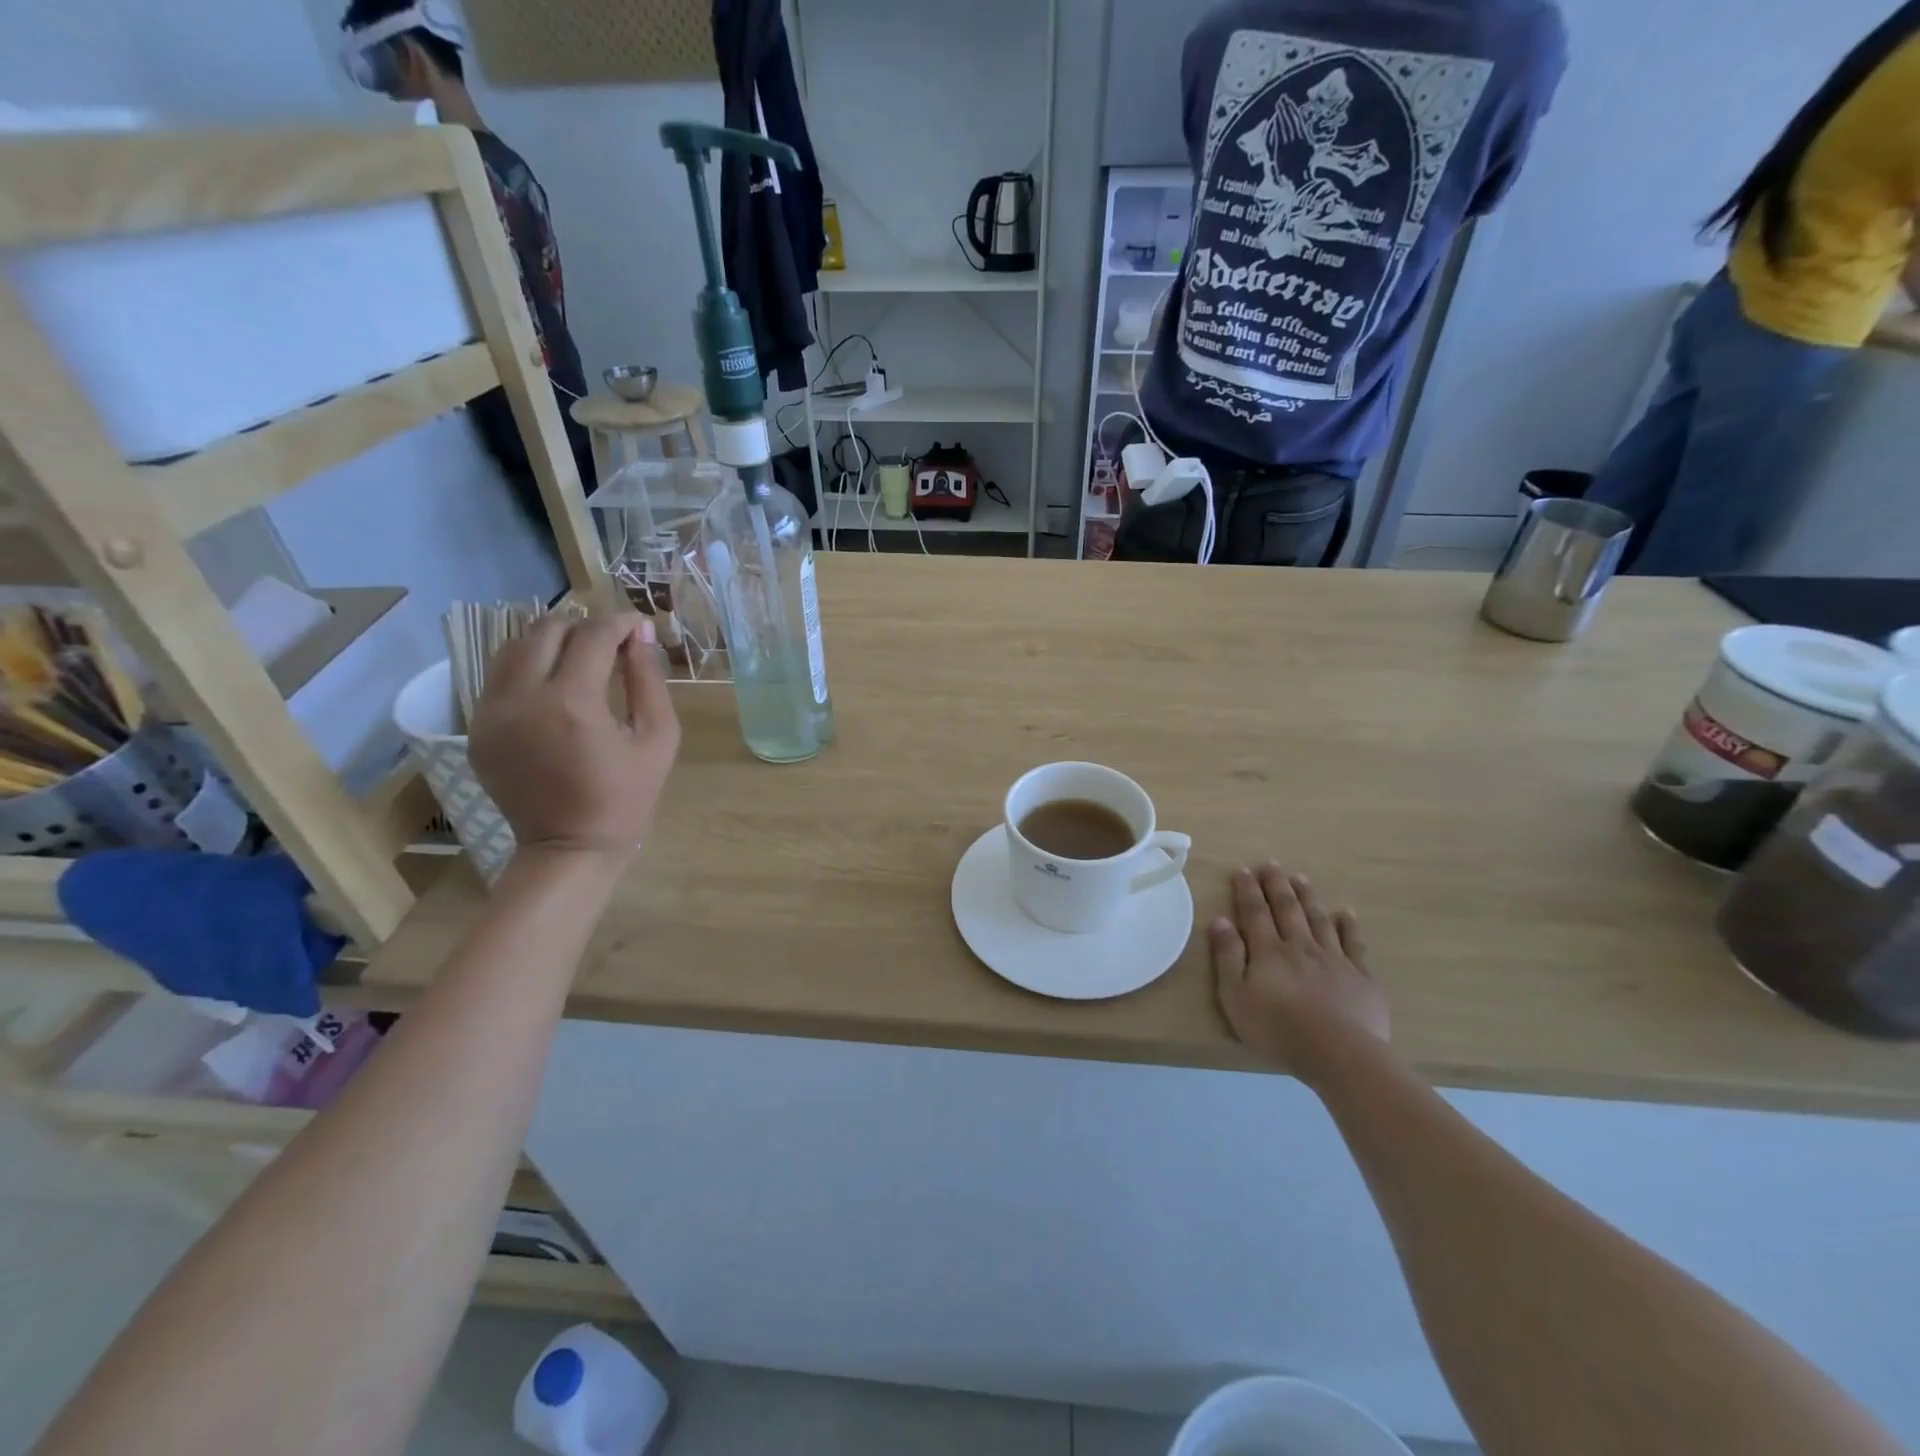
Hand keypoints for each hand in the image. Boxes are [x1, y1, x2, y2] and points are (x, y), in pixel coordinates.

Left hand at [469, 614, 679, 863]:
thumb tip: (641, 635)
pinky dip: (529, 669)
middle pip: (546, 630)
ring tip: (581, 658)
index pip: (594, 636)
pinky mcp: (478, 729)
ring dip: (551, 642)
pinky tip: (555, 686)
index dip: (621, 623)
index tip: (639, 627)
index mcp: (573, 704)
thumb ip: (649, 681)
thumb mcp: (658, 739)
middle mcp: (523, 699)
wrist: (569, 848)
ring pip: (515, 648)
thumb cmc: (626, 797)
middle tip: (610, 643)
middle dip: (583, 627)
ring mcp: (491, 714)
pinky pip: (500, 678)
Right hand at [1211, 863, 1389, 1085]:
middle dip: (1277, 885)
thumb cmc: (1278, 1029)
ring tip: (1300, 878)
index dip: (1247, 890)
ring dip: (1308, 897)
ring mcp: (1334, 959)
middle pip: (1287, 909)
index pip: (1255, 912)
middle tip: (1271, 864)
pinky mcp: (1361, 977)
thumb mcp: (1236, 997)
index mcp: (1268, 951)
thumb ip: (1227, 957)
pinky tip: (1346, 914)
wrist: (1340, 1054)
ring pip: (1318, 919)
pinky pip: (1354, 944)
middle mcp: (1300, 947)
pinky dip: (1348, 926)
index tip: (1243, 870)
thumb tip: (1219, 920)